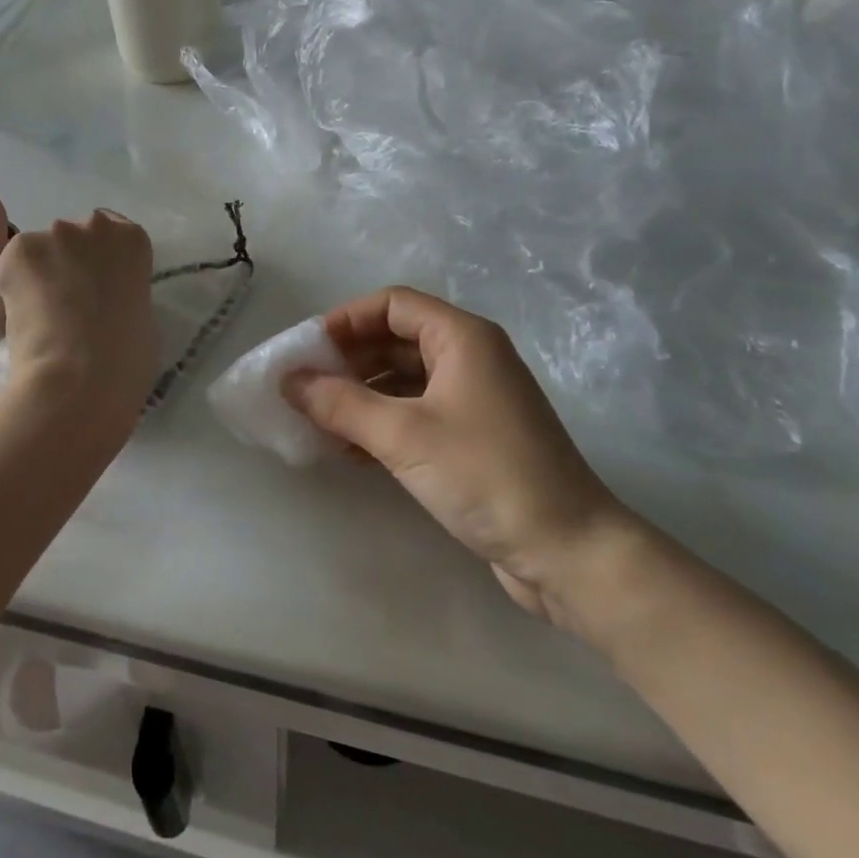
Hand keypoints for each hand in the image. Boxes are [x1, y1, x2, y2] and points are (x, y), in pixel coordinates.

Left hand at [0, 210, 156, 422]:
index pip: (112, 232)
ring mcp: (55, 235)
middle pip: (73, 239)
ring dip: (34, 280)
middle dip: (64, 266)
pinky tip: (10, 329)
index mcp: (132, 241)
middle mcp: (95, 227)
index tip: (91, 285)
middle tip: (61, 305)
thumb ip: (121, 297)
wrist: (82, 374)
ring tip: (33, 321)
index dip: (96, 261)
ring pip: (37, 255)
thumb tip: (101, 308)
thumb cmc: (126, 357)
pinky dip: (5, 298)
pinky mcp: (19, 251)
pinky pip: (7, 273)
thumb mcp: (140, 318)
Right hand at [286, 286, 641, 629]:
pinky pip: (416, 412)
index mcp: (462, 338)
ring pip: (403, 379)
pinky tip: (350, 449)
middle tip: (304, 387)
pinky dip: (382, 422)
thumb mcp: (403, 435)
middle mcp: (470, 357)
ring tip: (318, 421)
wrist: (570, 553)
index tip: (307, 349)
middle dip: (347, 360)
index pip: (391, 305)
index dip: (345, 320)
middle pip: (395, 339)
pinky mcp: (475, 436)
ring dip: (360, 395)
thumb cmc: (486, 476)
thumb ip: (340, 403)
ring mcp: (475, 398)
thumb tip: (288, 381)